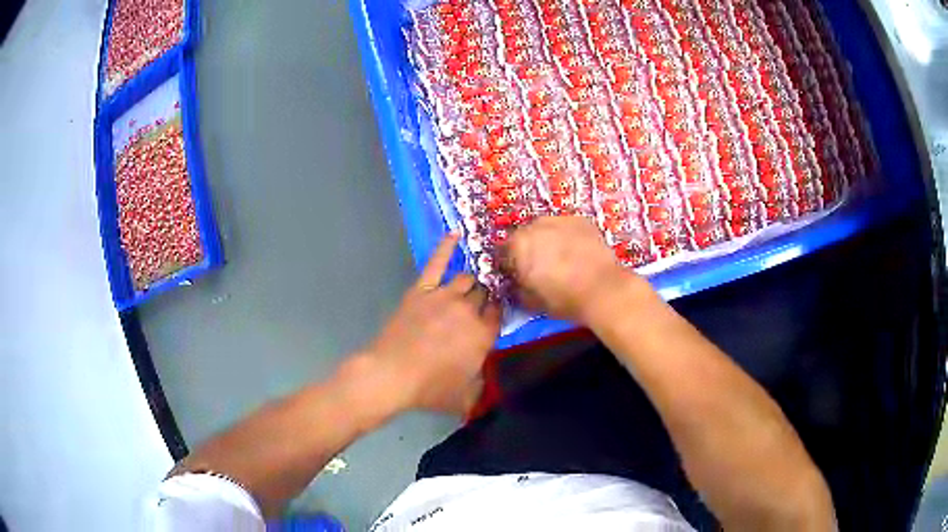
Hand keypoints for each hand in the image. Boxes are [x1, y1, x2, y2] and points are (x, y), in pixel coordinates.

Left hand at [362, 233, 500, 415]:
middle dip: (485, 296)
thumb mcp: (464, 397)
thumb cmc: (429, 389)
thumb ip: (481, 384)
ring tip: (471, 284)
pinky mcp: (423, 290)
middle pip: (485, 294)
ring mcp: (445, 296)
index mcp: (483, 335)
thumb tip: (486, 375)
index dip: (497, 311)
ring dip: (471, 281)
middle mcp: (470, 311)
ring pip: (467, 279)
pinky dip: (446, 246)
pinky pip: (437, 262)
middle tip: (481, 301)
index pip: (499, 313)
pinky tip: (455, 233)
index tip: (494, 312)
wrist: (391, 375)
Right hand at [502, 216, 640, 322]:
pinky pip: (566, 227)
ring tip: (560, 258)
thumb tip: (516, 284)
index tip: (519, 277)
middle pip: (525, 236)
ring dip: (548, 240)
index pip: (504, 253)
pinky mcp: (580, 220)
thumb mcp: (531, 301)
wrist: (603, 289)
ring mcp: (560, 219)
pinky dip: (567, 237)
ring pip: (546, 229)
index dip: (510, 266)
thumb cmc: (563, 298)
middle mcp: (536, 226)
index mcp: (518, 245)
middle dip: (529, 250)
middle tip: (540, 268)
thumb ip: (517, 288)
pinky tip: (576, 252)